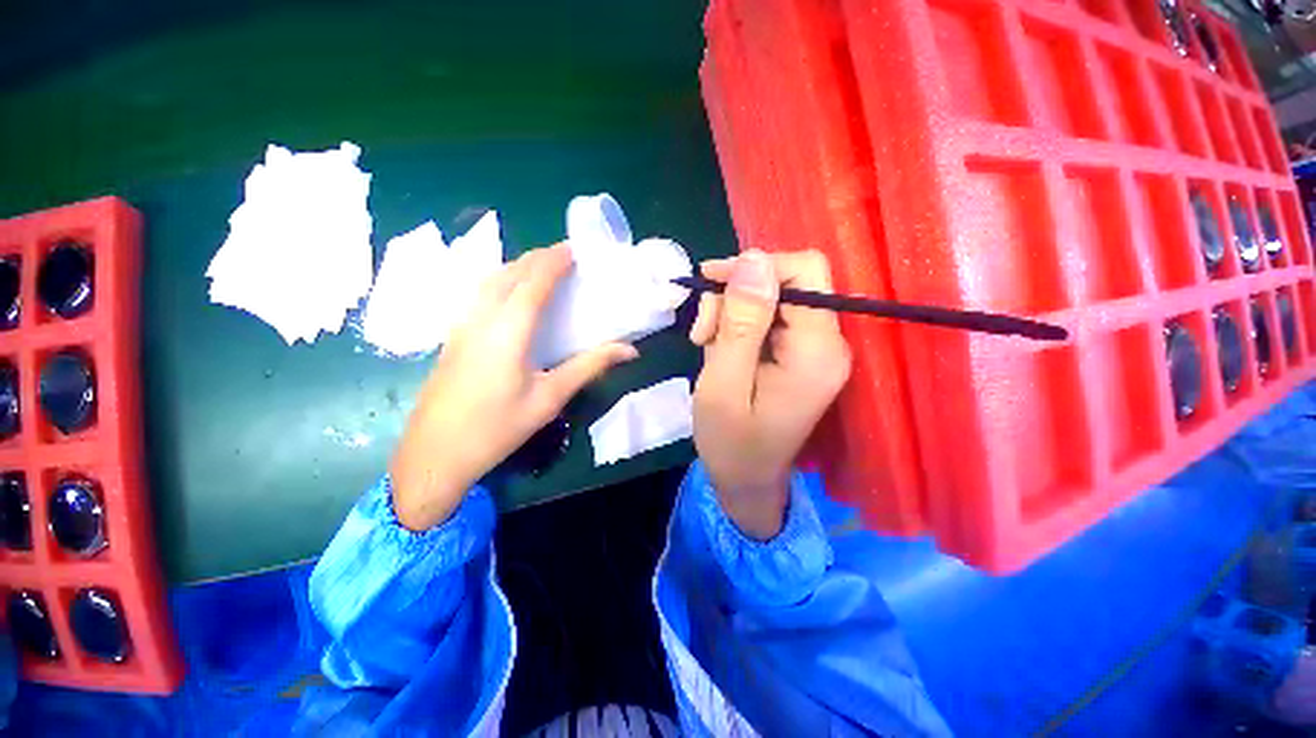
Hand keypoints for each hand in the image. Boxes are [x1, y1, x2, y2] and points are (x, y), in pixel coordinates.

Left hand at [391, 245, 636, 530]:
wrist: (434, 455)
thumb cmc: (497, 428)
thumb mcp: (550, 398)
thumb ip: (589, 366)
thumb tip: (629, 350)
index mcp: (508, 330)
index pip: (534, 281)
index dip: (555, 260)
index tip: (577, 248)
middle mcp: (481, 318)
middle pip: (509, 272)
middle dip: (538, 257)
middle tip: (566, 256)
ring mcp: (460, 325)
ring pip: (489, 280)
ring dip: (517, 266)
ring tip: (542, 268)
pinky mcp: (452, 336)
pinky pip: (479, 294)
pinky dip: (500, 280)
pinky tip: (511, 294)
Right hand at [690, 250, 851, 539]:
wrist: (746, 480)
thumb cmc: (731, 443)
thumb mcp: (723, 383)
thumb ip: (740, 323)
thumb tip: (753, 259)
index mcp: (817, 351)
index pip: (804, 271)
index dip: (755, 268)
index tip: (710, 284)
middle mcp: (828, 343)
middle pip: (785, 282)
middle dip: (735, 297)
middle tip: (702, 331)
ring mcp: (815, 349)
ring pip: (770, 298)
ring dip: (730, 313)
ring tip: (704, 344)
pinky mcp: (800, 354)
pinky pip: (767, 319)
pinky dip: (736, 326)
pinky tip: (717, 349)